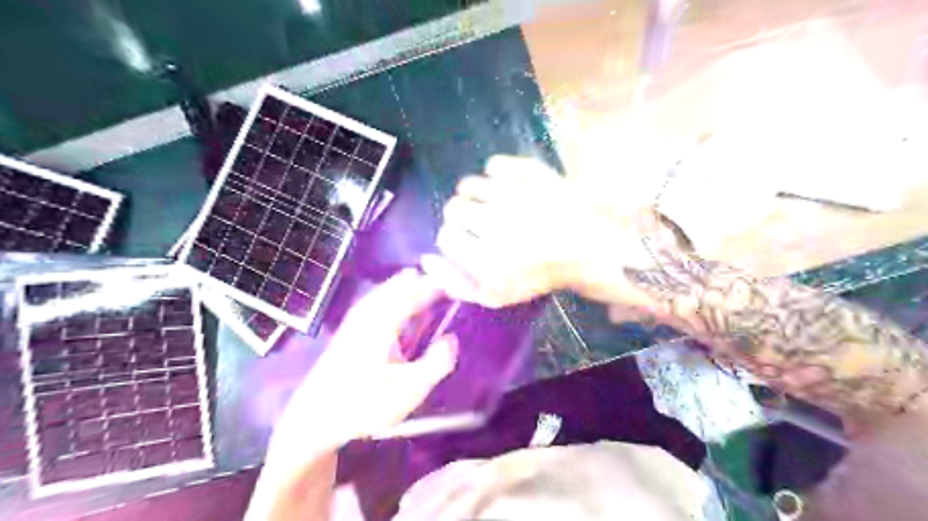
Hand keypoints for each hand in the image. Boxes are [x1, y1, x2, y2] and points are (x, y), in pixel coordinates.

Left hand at [269, 271, 455, 461]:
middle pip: (401, 284)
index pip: (416, 291)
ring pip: (388, 289)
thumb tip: (452, 338)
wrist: (315, 417)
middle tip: (449, 282)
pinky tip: (400, 301)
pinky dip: (396, 293)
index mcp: (383, 321)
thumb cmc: (363, 404)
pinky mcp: (351, 327)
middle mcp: (369, 312)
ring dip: (410, 285)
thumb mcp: (408, 391)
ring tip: (430, 285)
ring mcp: (357, 317)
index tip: (461, 282)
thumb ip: (436, 363)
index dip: (439, 284)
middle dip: (425, 279)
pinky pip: (379, 298)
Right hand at [424, 154, 671, 309]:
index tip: (473, 242)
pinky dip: (497, 174)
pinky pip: (494, 164)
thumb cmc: (539, 273)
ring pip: (469, 183)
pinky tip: (511, 188)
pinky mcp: (530, 172)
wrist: (588, 248)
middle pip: (453, 208)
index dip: (456, 239)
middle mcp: (495, 223)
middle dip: (465, 217)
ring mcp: (514, 194)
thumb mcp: (496, 295)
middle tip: (487, 225)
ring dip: (477, 195)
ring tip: (497, 205)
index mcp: (487, 259)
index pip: (445, 236)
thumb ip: (455, 284)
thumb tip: (424, 259)